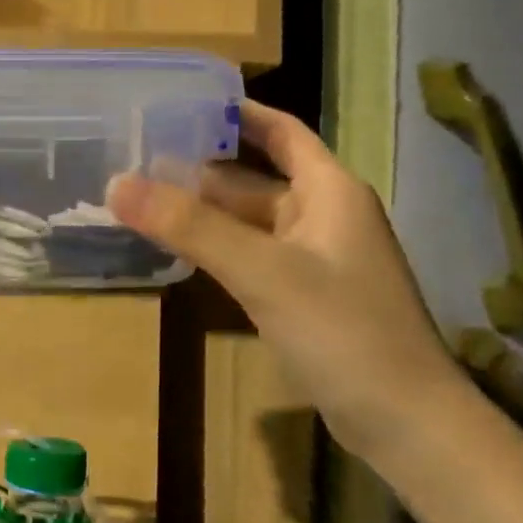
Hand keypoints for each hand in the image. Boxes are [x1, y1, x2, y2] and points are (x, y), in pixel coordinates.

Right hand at [107, 101, 462, 464]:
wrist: (405, 422)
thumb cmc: (342, 330)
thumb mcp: (262, 271)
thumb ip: (190, 226)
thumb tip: (116, 183)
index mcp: (329, 190)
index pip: (280, 131)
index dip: (236, 112)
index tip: (182, 101)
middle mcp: (323, 216)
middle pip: (255, 178)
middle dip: (201, 167)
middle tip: (138, 156)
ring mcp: (315, 260)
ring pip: (250, 221)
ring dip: (204, 212)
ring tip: (144, 198)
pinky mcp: (305, 297)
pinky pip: (252, 257)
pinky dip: (217, 248)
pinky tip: (178, 250)